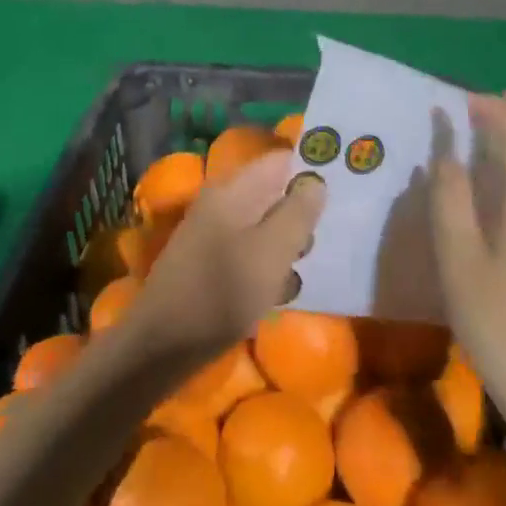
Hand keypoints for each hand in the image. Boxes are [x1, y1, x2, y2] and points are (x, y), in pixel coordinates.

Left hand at [126, 149, 324, 369]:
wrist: (161, 346)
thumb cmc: (221, 294)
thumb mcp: (271, 252)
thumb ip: (298, 212)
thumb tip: (316, 181)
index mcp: (234, 190)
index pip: (281, 160)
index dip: (313, 169)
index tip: (345, 189)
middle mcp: (222, 203)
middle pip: (274, 192)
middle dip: (304, 211)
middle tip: (331, 235)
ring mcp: (214, 232)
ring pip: (265, 224)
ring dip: (289, 243)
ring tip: (307, 267)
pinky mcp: (212, 262)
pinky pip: (251, 250)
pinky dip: (269, 264)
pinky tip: (282, 289)